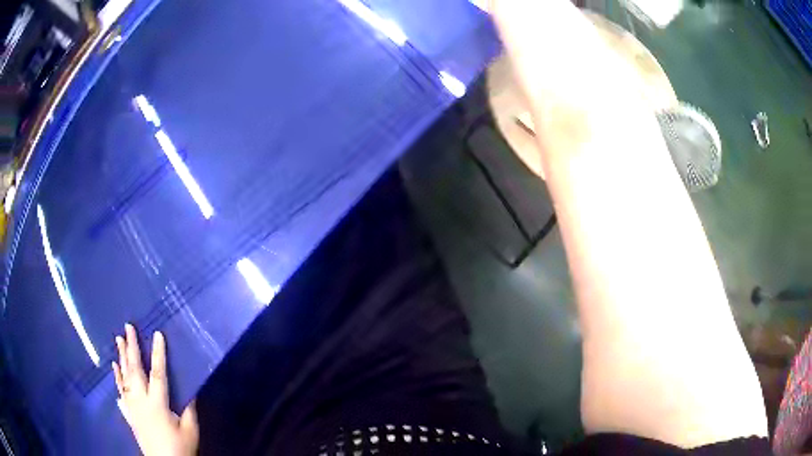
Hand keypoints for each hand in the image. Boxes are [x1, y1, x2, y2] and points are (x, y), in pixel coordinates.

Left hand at [113, 324, 198, 455]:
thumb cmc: (180, 448)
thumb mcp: (190, 430)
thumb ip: (189, 409)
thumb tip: (190, 389)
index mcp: (157, 404)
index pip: (158, 374)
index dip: (158, 353)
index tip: (157, 334)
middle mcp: (141, 401)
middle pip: (135, 371)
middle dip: (131, 348)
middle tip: (128, 328)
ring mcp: (132, 408)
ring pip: (124, 379)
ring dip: (121, 358)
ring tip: (118, 341)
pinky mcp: (129, 415)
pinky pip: (121, 393)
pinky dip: (117, 380)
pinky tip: (114, 369)